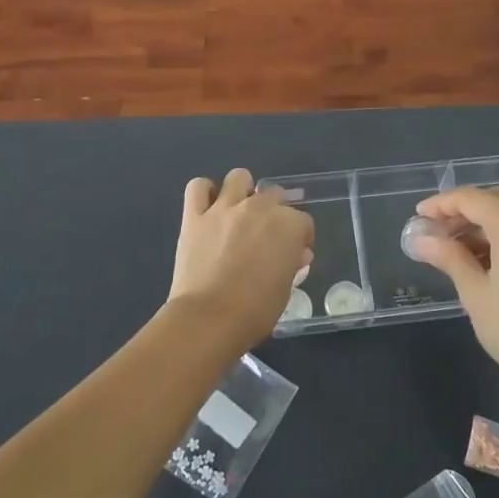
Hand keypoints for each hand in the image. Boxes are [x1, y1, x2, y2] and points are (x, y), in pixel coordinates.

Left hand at [166, 168, 313, 350]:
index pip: (303, 221)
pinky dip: (205, 192)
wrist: (208, 319)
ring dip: (243, 191)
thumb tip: (296, 254)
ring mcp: (224, 208)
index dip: (300, 237)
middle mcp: (258, 207)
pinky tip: (209, 207)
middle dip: (275, 211)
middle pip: (274, 194)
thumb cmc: (255, 311)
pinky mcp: (195, 216)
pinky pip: (198, 187)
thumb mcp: (285, 289)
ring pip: (238, 177)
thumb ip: (292, 264)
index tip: (295, 253)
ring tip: (239, 211)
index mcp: (287, 225)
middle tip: (266, 234)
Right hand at [411, 186, 498, 389]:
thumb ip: (449, 258)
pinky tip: (480, 257)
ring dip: (479, 224)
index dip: (441, 204)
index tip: (418, 217)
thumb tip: (421, 240)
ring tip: (451, 248)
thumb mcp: (475, 294)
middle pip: (492, 201)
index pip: (470, 199)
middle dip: (460, 213)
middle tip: (433, 233)